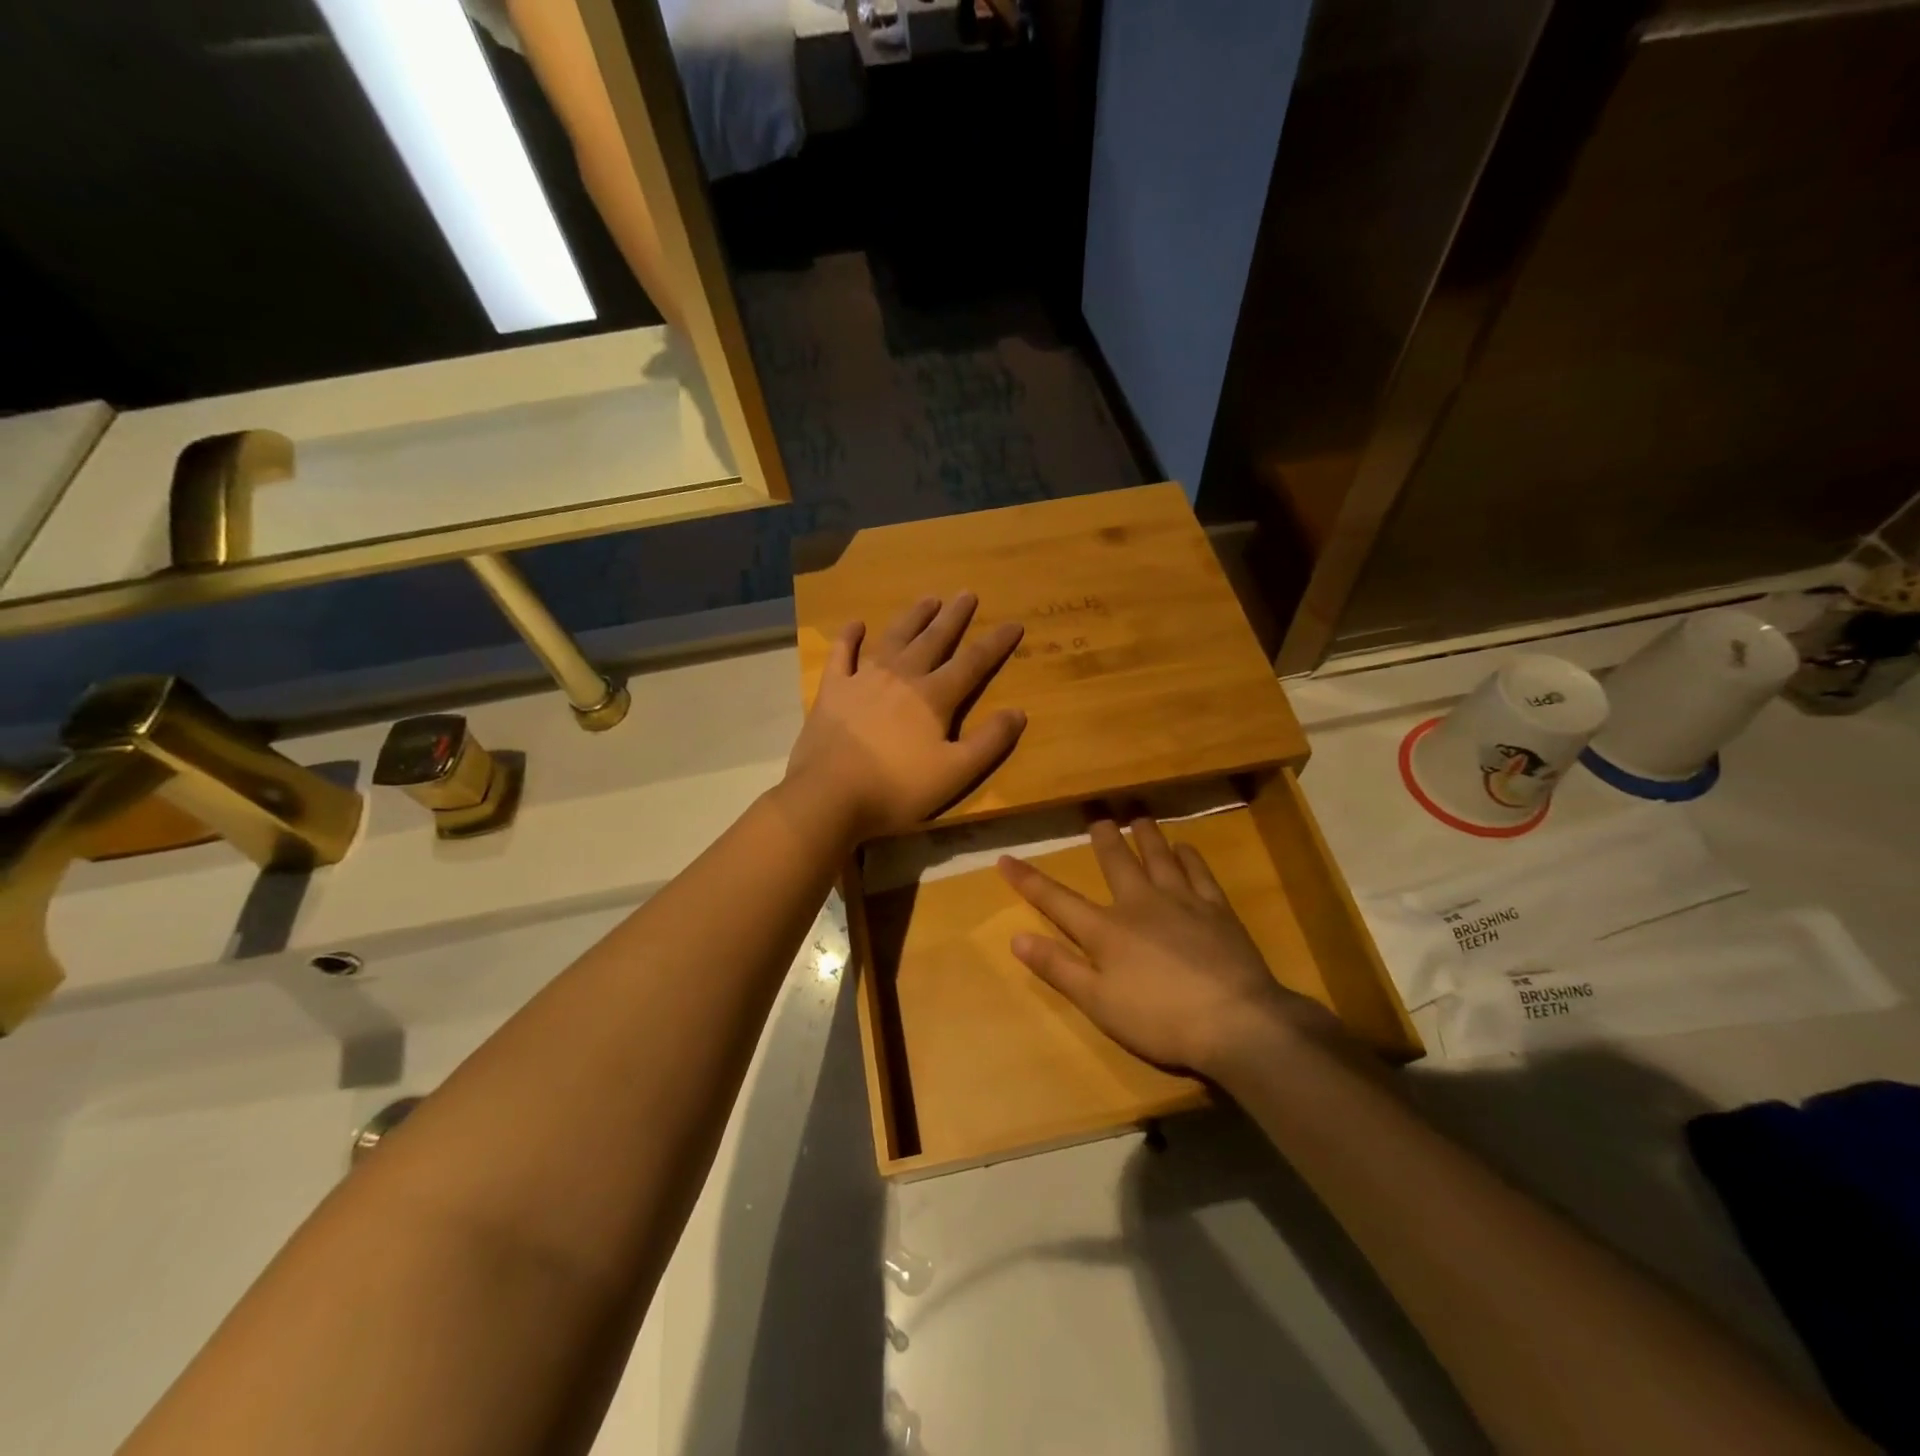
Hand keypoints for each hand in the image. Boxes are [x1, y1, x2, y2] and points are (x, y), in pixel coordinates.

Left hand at [785, 594, 1025, 841]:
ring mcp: (863, 679)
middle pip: (933, 640)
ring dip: (913, 618)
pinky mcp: (833, 690)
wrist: (829, 796)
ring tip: (928, 599)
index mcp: (934, 697)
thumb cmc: (896, 788)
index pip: (973, 663)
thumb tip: (1019, 712)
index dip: (995, 644)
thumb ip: (989, 742)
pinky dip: (850, 637)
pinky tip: (856, 624)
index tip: (1014, 623)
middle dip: (954, 617)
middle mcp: (901, 678)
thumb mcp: (955, 773)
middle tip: (967, 593)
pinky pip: (842, 654)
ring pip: (894, 639)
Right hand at [998, 816, 1344, 1077]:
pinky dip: (1190, 856)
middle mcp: (1140, 904)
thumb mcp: (1098, 1003)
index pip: (1057, 900)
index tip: (1006, 858)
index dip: (1029, 880)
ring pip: (1159, 856)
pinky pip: (1199, 872)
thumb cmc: (1159, 1019)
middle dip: (1103, 840)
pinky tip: (1186, 847)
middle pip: (1116, 863)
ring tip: (1139, 817)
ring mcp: (1182, 902)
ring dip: (1147, 836)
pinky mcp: (1217, 909)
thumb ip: (1058, 968)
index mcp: (1106, 930)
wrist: (1235, 1021)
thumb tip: (1017, 937)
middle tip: (1098, 818)